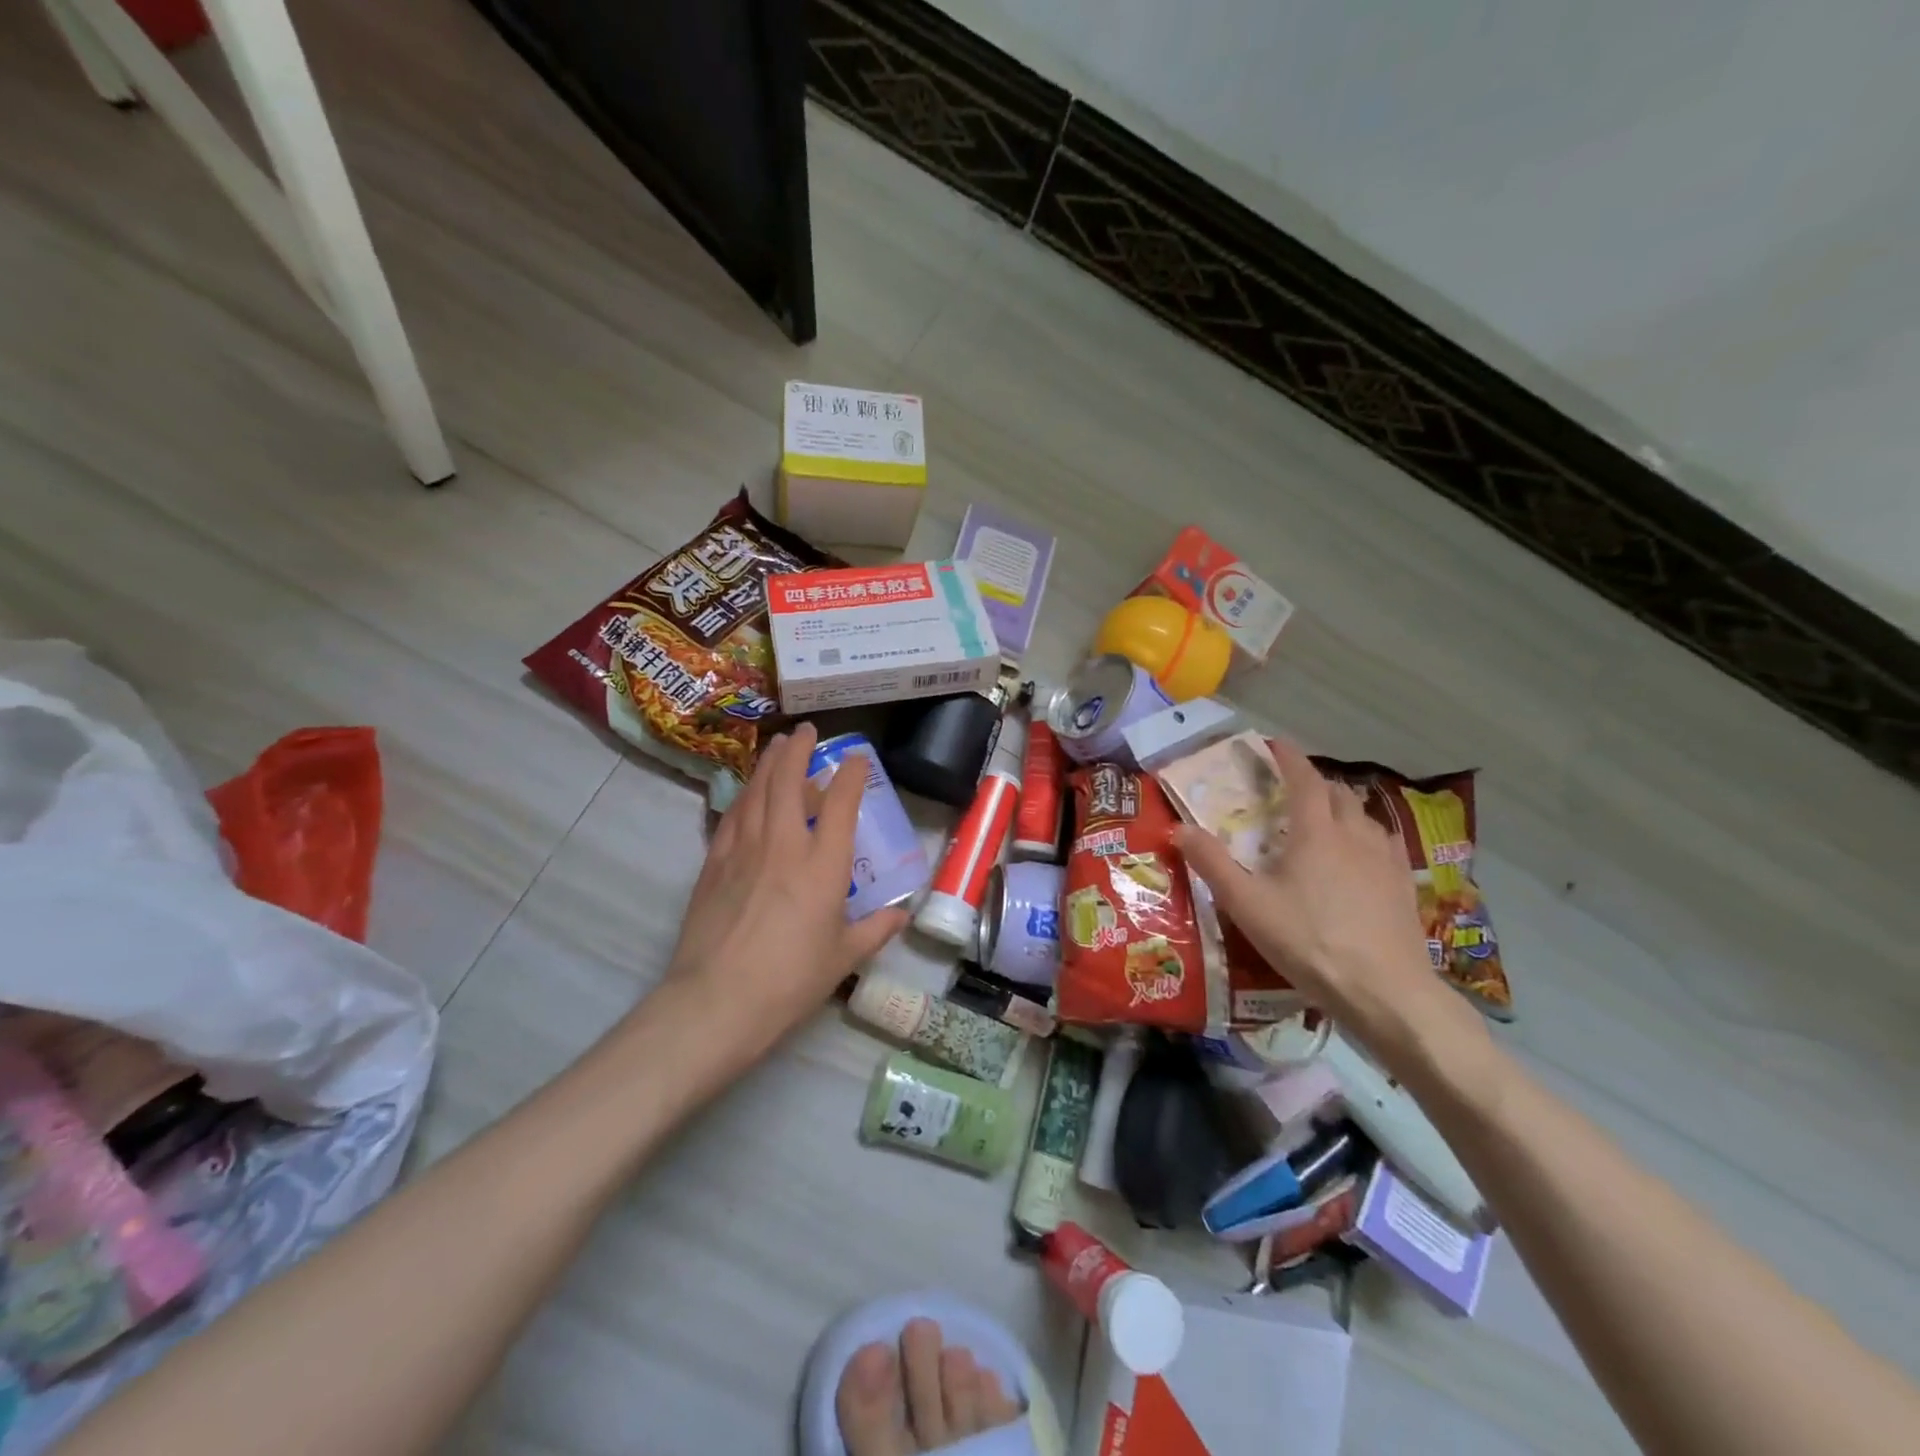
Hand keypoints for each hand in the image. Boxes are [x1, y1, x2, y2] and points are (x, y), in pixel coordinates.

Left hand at [666, 722, 908, 1067]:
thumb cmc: (791, 980)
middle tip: (805, 731)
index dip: (851, 775)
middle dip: (799, 750)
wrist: (717, 1000)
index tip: (857, 758)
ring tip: (776, 746)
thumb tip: (901, 915)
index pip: (841, 804)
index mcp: (823, 864)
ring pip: (757, 791)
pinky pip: (732, 816)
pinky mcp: (714, 863)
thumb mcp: (843, 957)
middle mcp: (784, 844)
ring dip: (768, 763)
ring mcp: (744, 849)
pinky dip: (743, 796)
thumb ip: (875, 930)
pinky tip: (746, 792)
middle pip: (789, 781)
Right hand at [1173, 738, 1466, 1067]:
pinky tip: (1361, 858)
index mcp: (1316, 832)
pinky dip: (1367, 836)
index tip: (1273, 744)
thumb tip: (1178, 827)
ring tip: (1325, 821)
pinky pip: (1385, 844)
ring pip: (1365, 817)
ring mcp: (1386, 860)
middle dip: (1315, 783)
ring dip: (1343, 808)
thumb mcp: (1247, 904)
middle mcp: (1355, 835)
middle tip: (1291, 790)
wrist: (1385, 991)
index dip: (1288, 758)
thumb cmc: (1309, 942)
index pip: (1304, 779)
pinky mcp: (1405, 886)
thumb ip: (1211, 863)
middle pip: (1338, 793)